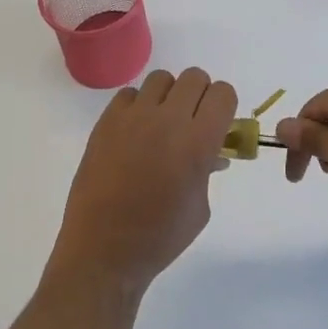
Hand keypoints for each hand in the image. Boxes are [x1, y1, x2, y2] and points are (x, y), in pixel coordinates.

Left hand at [46, 68, 237, 294]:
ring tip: (161, 123)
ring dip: (168, 96)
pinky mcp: (107, 120)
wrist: (104, 251)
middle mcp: (168, 120)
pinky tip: (134, 132)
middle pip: (195, 77)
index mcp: (198, 142)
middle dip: (199, 96)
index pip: (223, 94)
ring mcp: (135, 117)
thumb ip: (208, 170)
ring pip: (162, 78)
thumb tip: (212, 152)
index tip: (218, 122)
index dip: (224, 105)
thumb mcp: (200, 207)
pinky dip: (137, 106)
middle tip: (192, 121)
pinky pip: (130, 94)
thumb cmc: (160, 237)